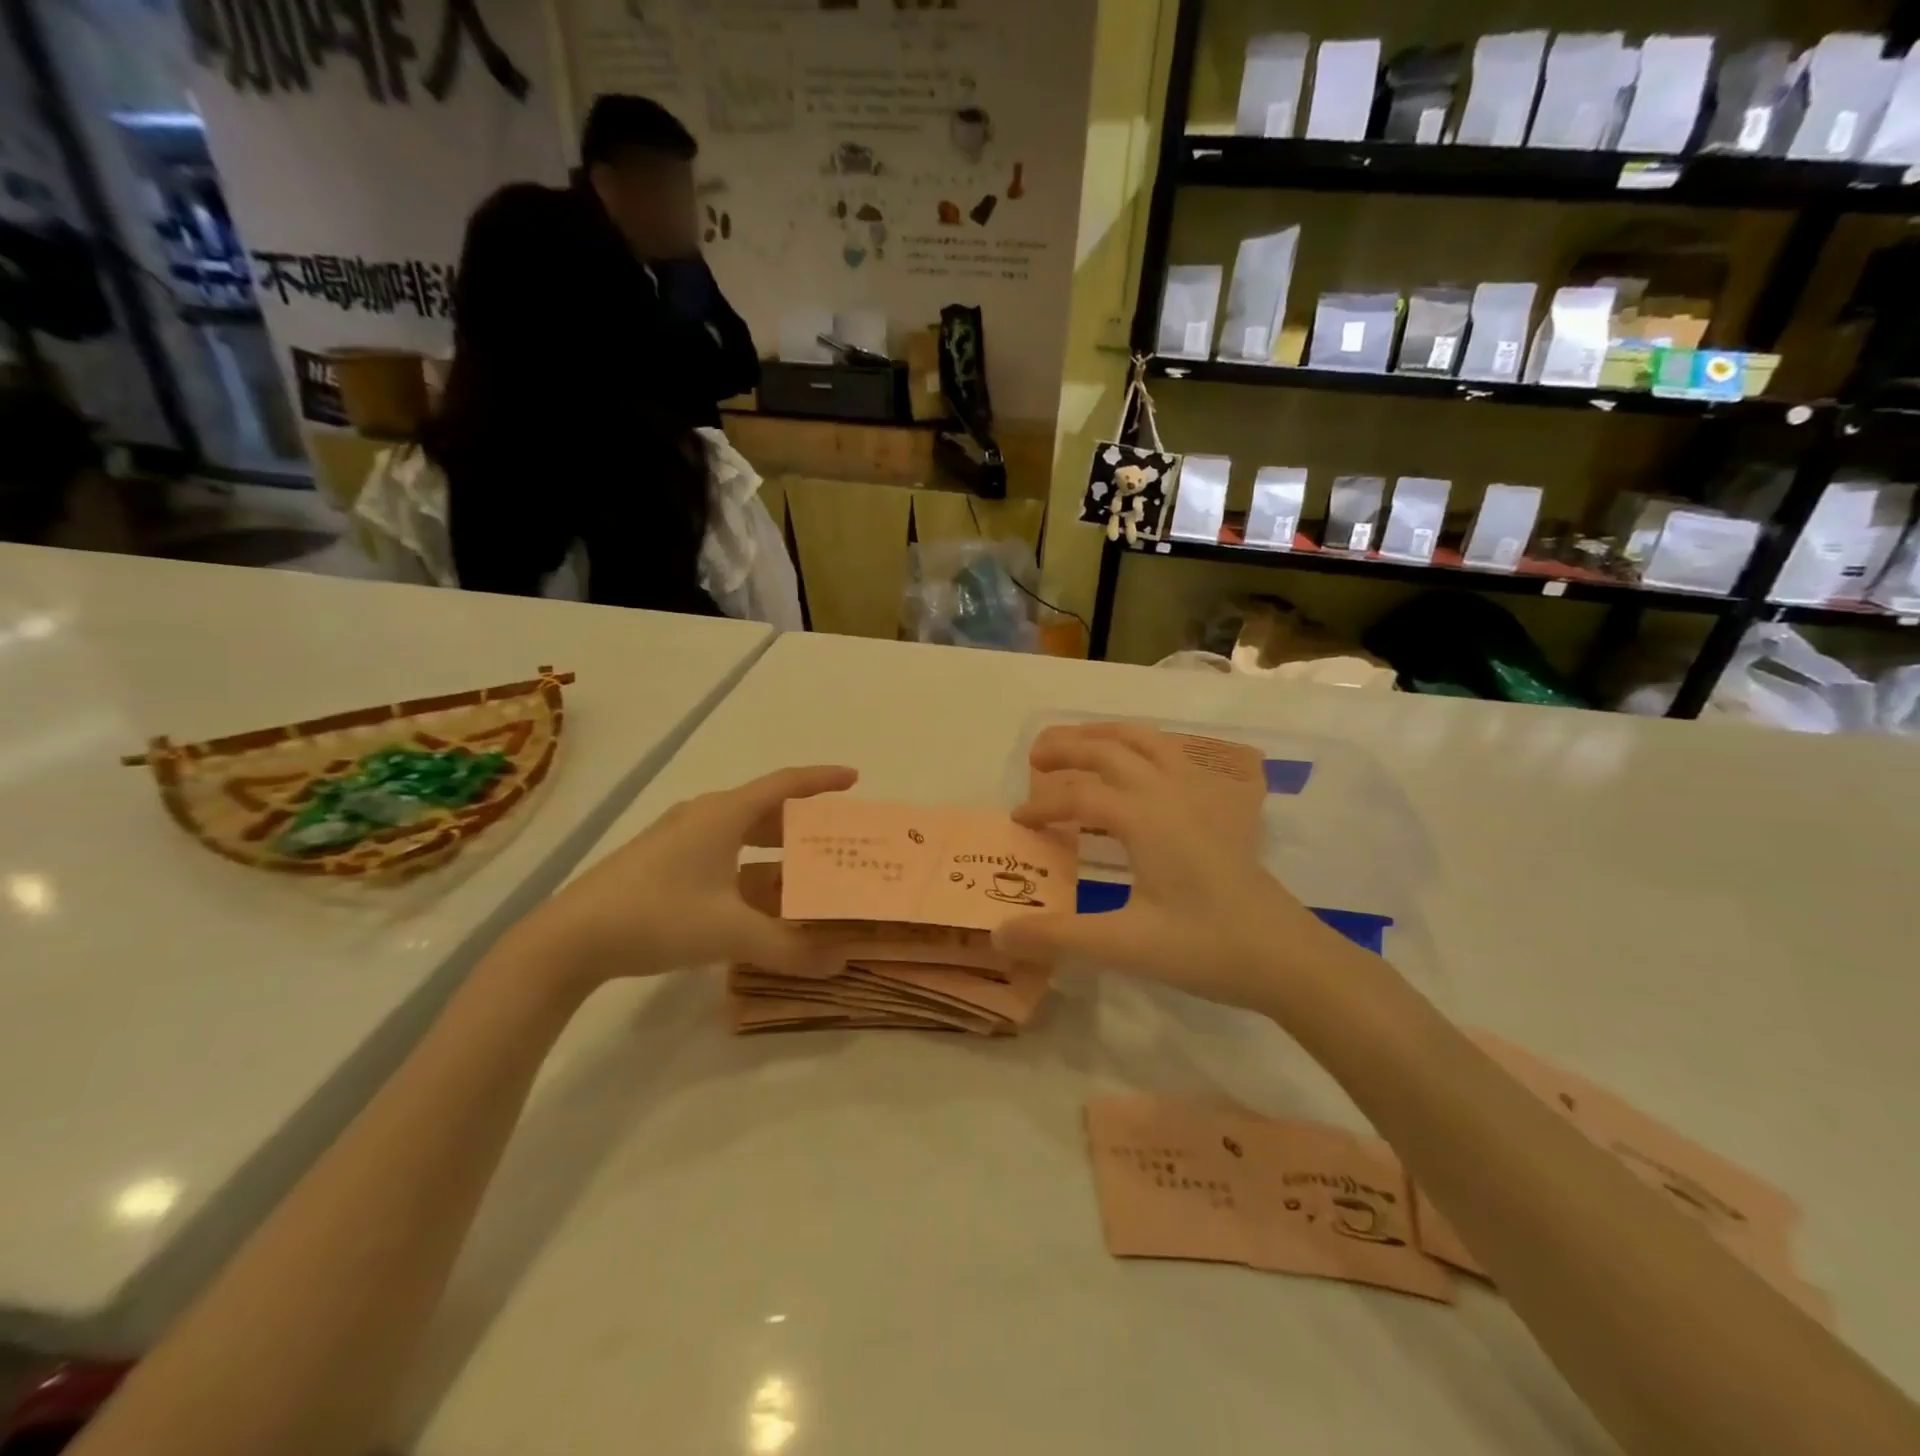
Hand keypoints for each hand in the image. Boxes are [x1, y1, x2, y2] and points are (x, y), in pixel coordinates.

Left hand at [518, 765, 857, 984]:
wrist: (569, 939)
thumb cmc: (657, 916)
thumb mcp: (730, 933)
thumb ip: (789, 948)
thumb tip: (841, 962)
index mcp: (723, 814)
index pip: (785, 784)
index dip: (822, 780)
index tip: (855, 779)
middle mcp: (703, 817)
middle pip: (765, 810)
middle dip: (803, 824)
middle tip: (837, 840)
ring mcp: (679, 840)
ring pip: (741, 836)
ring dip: (775, 853)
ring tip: (807, 875)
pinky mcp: (662, 865)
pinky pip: (722, 856)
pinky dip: (749, 872)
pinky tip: (760, 904)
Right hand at [993, 724, 1354, 1013]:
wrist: (1287, 957)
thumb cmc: (1207, 948)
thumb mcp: (1126, 946)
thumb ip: (1058, 936)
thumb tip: (998, 935)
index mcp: (1144, 817)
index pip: (1078, 795)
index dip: (1041, 804)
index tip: (1017, 822)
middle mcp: (1169, 792)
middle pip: (1110, 749)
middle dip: (1067, 747)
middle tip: (1035, 757)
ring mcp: (1199, 795)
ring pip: (1147, 742)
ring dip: (1107, 736)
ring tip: (1079, 742)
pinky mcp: (1219, 808)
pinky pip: (1175, 756)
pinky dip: (1145, 747)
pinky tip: (1141, 766)